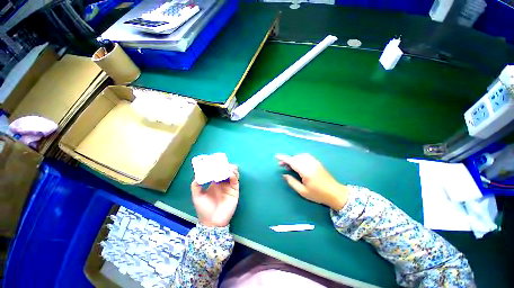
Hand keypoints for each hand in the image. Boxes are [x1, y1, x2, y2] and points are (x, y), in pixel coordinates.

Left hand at [191, 165, 239, 226]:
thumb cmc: (204, 209)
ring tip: (228, 167)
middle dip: (226, 166)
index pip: (218, 171)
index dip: (218, 166)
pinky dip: (234, 175)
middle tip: (224, 163)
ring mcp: (229, 186)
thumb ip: (196, 186)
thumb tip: (197, 175)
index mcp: (215, 183)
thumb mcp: (197, 197)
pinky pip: (235, 181)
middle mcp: (223, 183)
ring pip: (233, 174)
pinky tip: (230, 174)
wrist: (212, 222)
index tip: (216, 160)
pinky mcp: (235, 190)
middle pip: (226, 171)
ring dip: (231, 169)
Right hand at [276, 154, 347, 210]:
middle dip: (287, 159)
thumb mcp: (303, 191)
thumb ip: (292, 182)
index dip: (283, 158)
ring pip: (301, 156)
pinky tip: (298, 163)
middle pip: (296, 157)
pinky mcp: (317, 162)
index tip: (276, 156)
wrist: (335, 193)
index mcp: (305, 171)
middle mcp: (310, 164)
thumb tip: (284, 175)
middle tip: (282, 165)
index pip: (292, 161)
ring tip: (290, 165)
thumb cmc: (318, 194)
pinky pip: (306, 156)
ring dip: (293, 158)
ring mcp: (314, 162)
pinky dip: (299, 157)